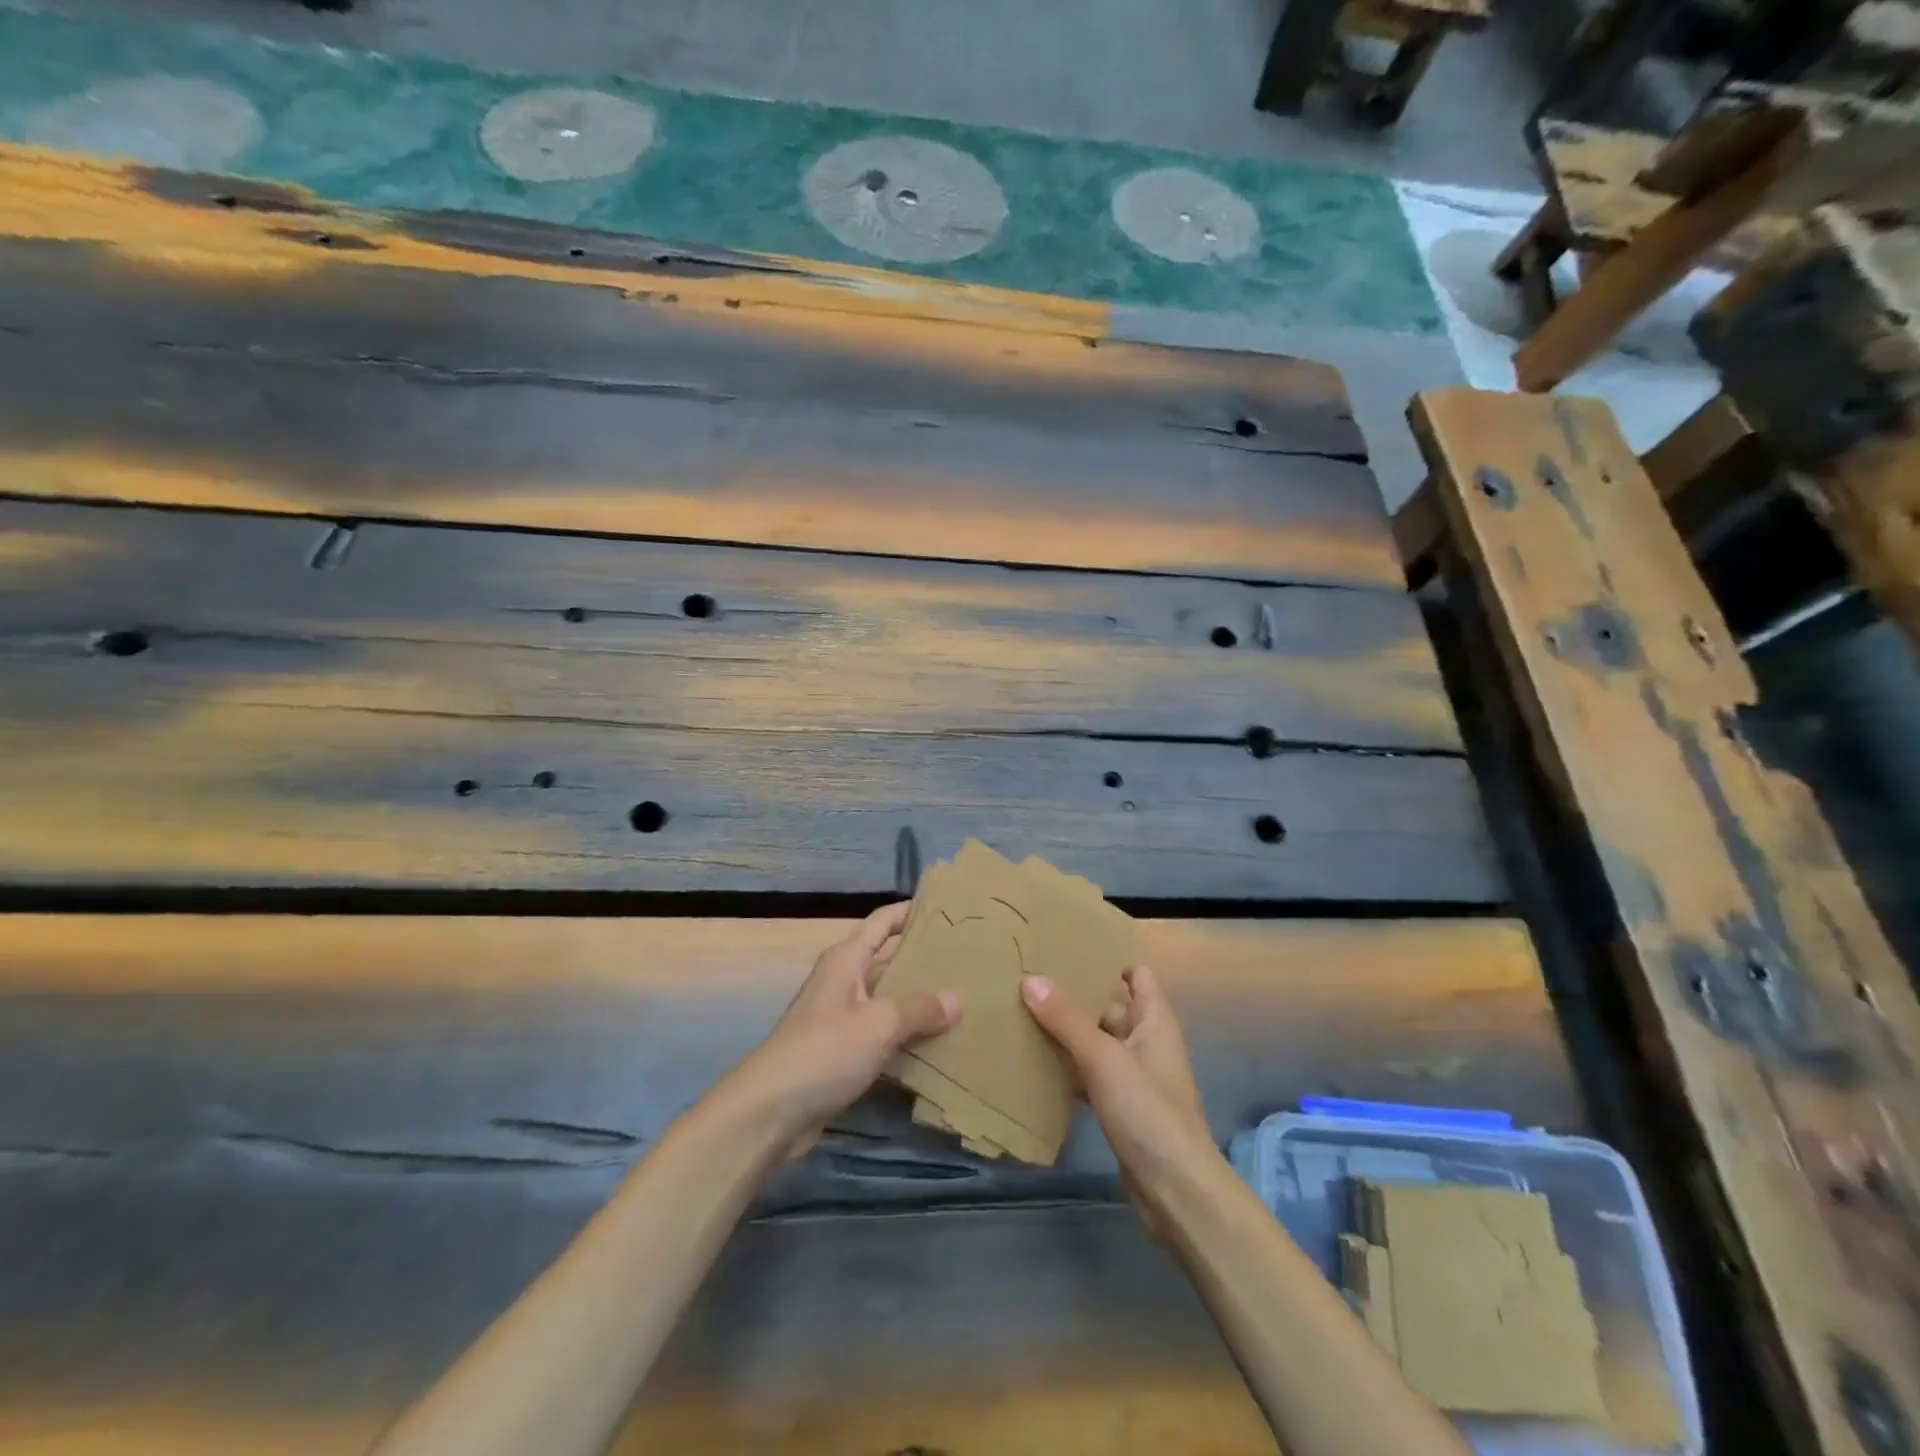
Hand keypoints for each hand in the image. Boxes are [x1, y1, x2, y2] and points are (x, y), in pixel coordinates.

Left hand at [725, 903, 959, 1156]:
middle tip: (966, 959)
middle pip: (887, 960)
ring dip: (917, 1001)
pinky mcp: (841, 1054)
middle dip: (922, 959)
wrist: (770, 1111)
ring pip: (887, 1000)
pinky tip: (937, 1044)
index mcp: (847, 960)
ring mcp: (841, 1019)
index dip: (910, 911)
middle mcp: (843, 982)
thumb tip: (957, 999)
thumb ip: (920, 1009)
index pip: (882, 921)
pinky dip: (906, 1036)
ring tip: (962, 1000)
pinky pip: (882, 1035)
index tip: (945, 908)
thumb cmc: (825, 1050)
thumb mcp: (879, 1024)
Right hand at [1021, 965, 1213, 1234]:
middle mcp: (1147, 1041)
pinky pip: (1092, 1075)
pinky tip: (1037, 1064)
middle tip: (1030, 979)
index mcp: (1154, 1019)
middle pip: (1110, 1006)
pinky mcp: (1122, 1107)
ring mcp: (1135, 1076)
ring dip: (1069, 1033)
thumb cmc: (1147, 1111)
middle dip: (1076, 995)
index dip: (1107, 960)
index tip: (1067, 950)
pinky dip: (1070, 1067)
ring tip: (1024, 1014)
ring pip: (1098, 1042)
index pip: (1135, 974)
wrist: (1176, 1190)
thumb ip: (1066, 1019)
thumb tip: (1030, 978)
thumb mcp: (1103, 1058)